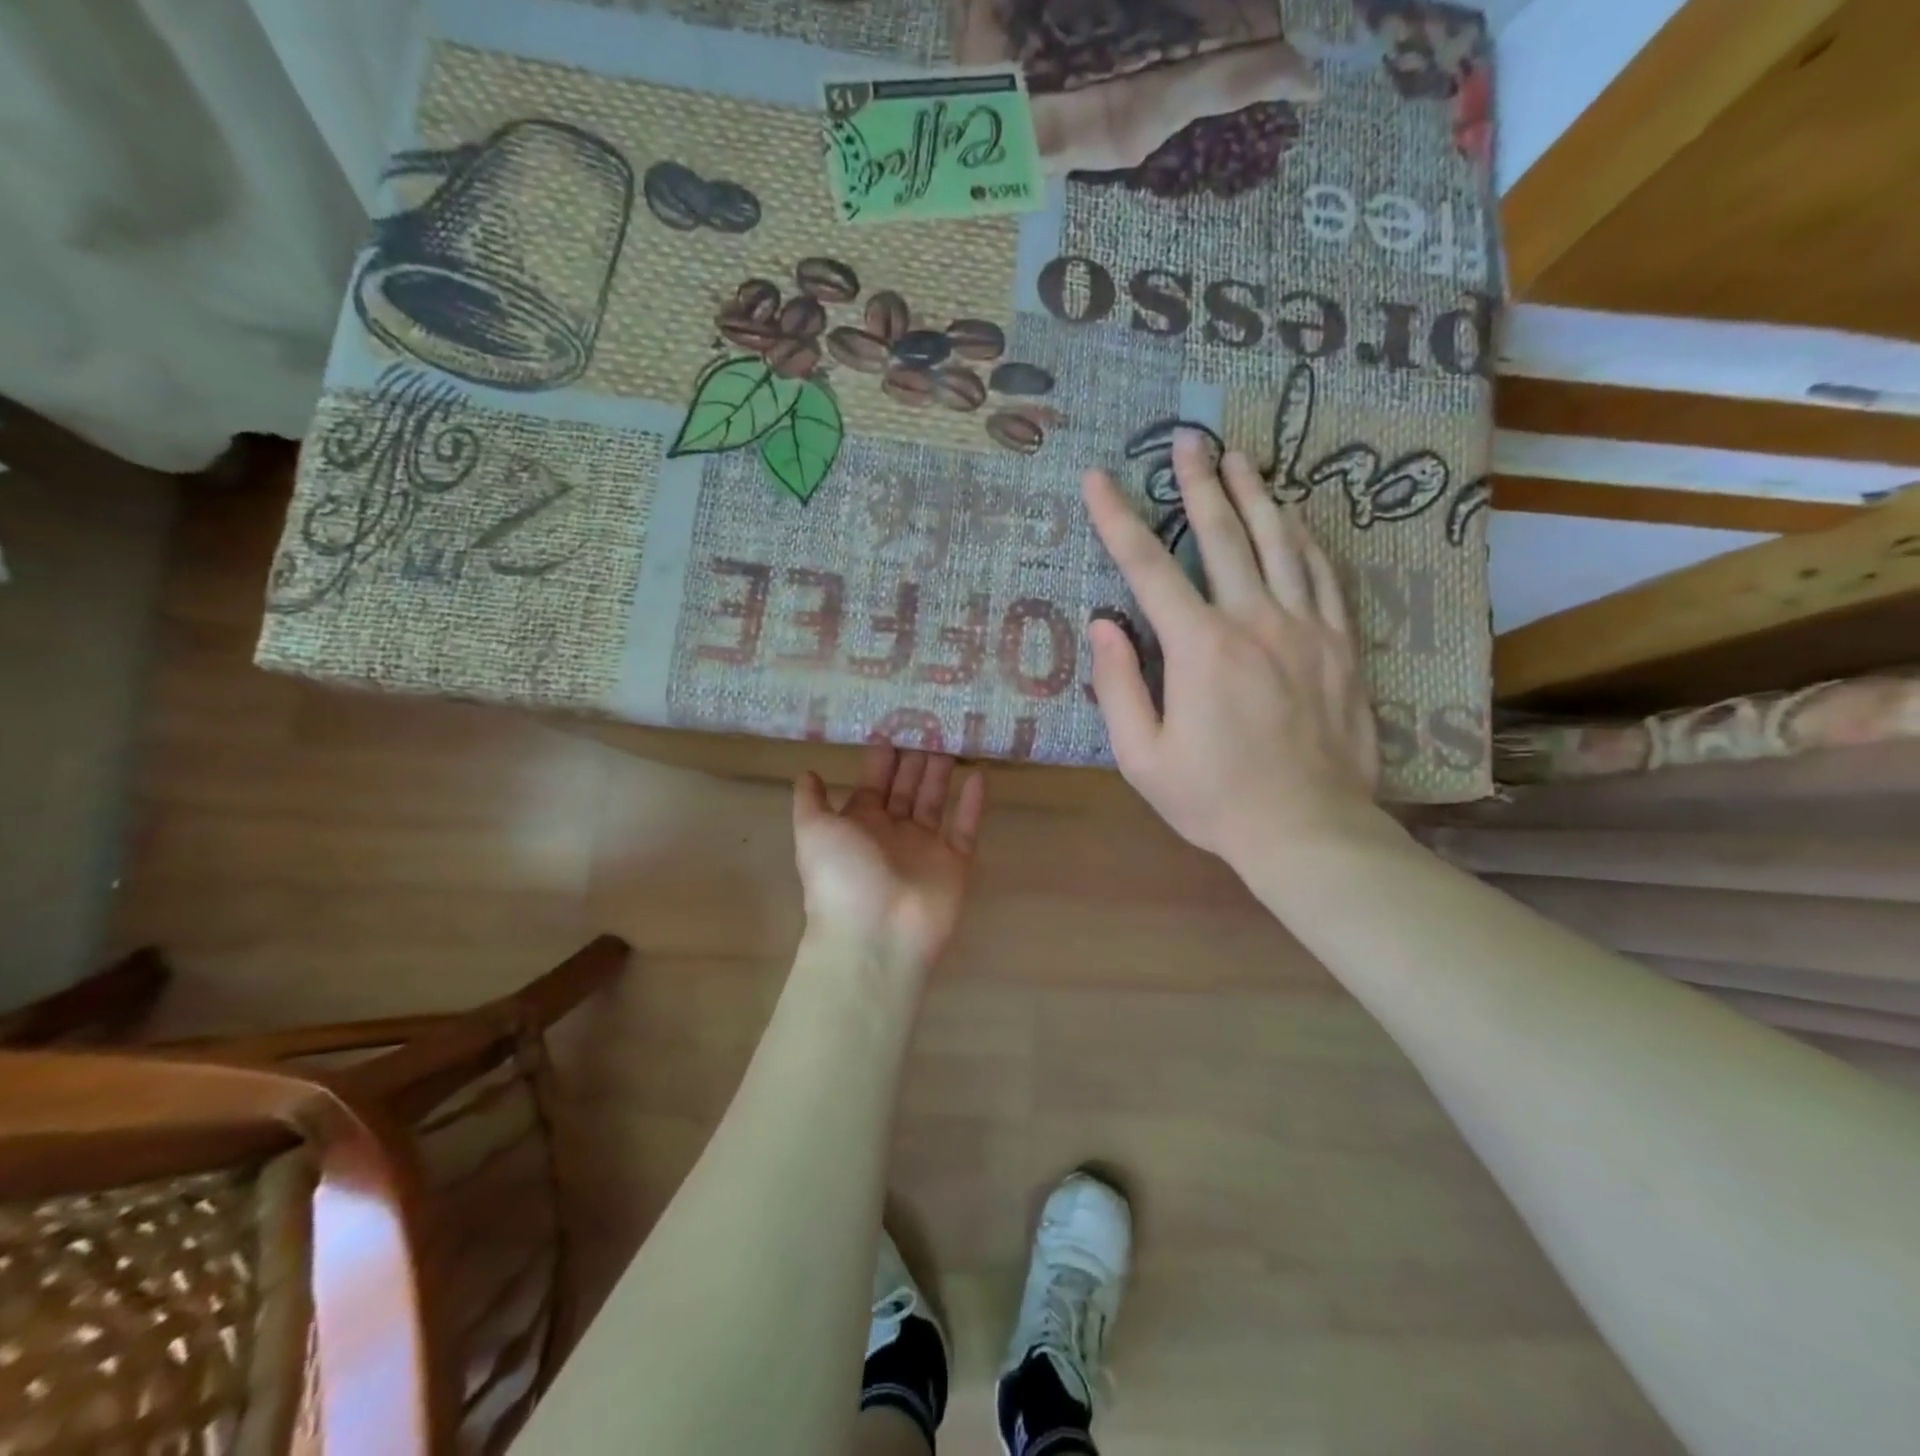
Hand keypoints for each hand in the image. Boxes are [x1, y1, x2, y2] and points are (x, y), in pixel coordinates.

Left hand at [793, 744, 987, 972]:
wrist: (876, 935)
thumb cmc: (842, 877)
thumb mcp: (813, 832)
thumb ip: (811, 801)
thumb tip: (808, 772)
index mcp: (860, 825)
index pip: (873, 783)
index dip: (882, 757)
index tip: (894, 724)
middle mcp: (893, 833)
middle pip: (906, 788)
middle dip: (915, 758)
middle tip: (930, 723)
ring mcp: (926, 848)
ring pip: (935, 801)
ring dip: (942, 773)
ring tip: (952, 738)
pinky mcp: (955, 863)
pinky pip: (965, 826)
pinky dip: (973, 802)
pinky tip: (979, 773)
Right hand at [1082, 431, 1380, 870]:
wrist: (1308, 830)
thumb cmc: (1213, 799)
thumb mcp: (1142, 757)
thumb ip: (1118, 686)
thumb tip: (1104, 625)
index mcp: (1199, 648)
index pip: (1149, 568)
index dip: (1117, 519)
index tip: (1097, 479)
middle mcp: (1254, 621)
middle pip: (1223, 535)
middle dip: (1198, 483)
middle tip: (1187, 438)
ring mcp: (1306, 628)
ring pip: (1280, 543)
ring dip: (1257, 494)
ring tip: (1241, 457)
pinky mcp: (1341, 644)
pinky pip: (1323, 575)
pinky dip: (1305, 539)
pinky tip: (1296, 518)